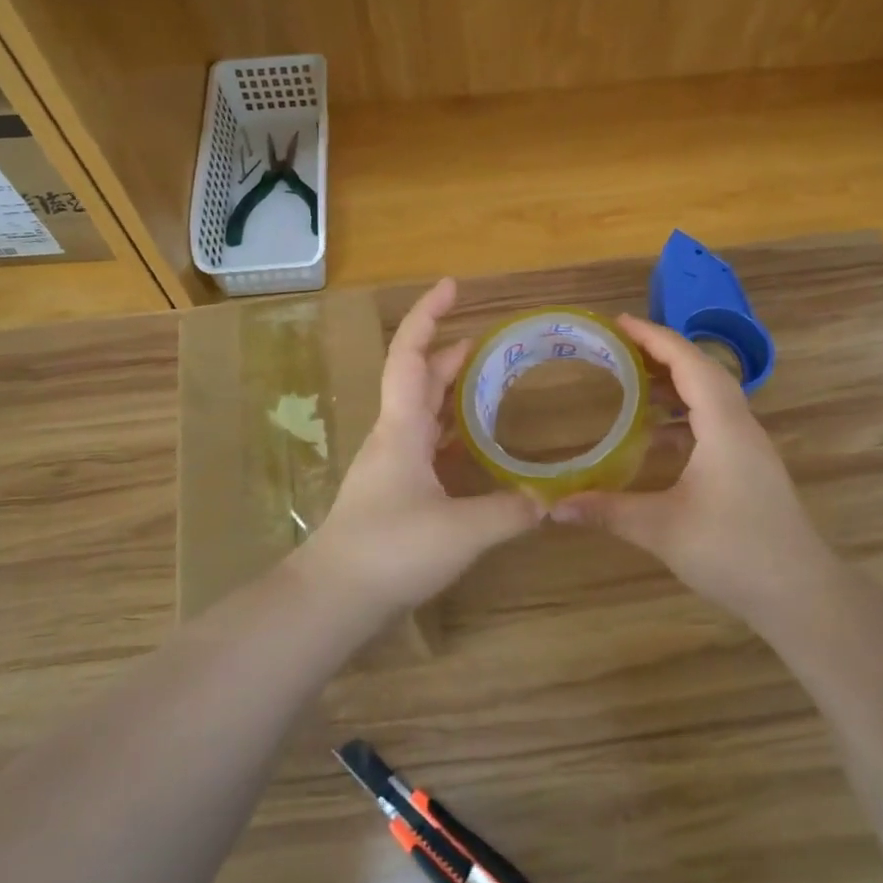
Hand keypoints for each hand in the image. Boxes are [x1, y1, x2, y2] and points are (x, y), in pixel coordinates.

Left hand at [299, 278, 541, 611]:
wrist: (334, 596)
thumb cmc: (392, 549)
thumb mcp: (462, 531)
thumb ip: (510, 512)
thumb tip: (549, 500)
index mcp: (403, 427)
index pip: (412, 355)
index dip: (428, 316)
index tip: (451, 286)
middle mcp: (393, 435)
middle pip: (418, 378)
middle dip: (448, 351)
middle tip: (486, 340)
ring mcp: (389, 464)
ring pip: (420, 411)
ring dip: (448, 390)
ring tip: (485, 382)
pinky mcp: (392, 491)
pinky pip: (423, 443)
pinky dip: (448, 431)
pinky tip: (470, 447)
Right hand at [552, 315, 834, 622]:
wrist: (801, 595)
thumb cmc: (734, 552)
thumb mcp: (662, 530)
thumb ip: (607, 512)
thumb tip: (553, 507)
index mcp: (723, 426)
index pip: (689, 363)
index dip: (654, 337)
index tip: (619, 323)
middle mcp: (740, 426)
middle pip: (702, 371)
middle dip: (661, 353)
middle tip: (618, 348)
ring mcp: (748, 448)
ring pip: (711, 397)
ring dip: (673, 383)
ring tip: (631, 381)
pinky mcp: (749, 468)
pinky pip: (713, 422)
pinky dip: (682, 415)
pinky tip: (655, 435)